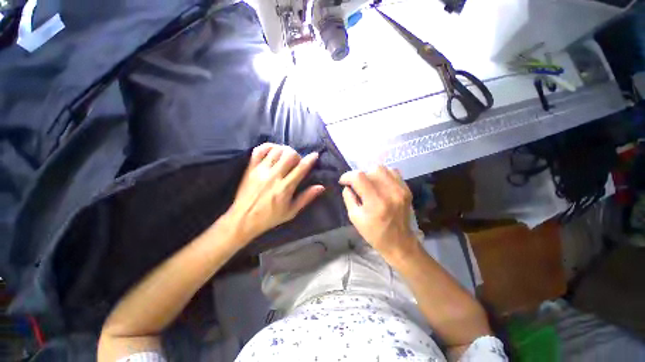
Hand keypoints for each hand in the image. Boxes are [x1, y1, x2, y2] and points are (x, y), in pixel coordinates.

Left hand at [225, 143, 324, 242]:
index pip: (301, 168)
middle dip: (297, 155)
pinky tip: (274, 151)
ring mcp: (260, 170)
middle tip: (297, 162)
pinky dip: (269, 146)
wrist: (243, 219)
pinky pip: (259, 150)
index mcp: (285, 188)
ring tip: (286, 157)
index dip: (310, 159)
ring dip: (285, 150)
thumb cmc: (270, 217)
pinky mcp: (250, 168)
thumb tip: (321, 187)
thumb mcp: (291, 211)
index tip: (315, 155)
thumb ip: (306, 198)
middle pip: (289, 155)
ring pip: (276, 150)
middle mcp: (273, 176)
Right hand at [339, 166, 417, 259]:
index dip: (348, 176)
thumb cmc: (374, 233)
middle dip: (360, 175)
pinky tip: (380, 184)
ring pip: (383, 168)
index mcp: (375, 202)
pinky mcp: (407, 190)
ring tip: (369, 184)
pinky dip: (383, 175)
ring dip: (371, 174)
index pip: (359, 177)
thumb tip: (347, 186)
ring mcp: (401, 190)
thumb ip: (349, 198)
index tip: (343, 181)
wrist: (399, 242)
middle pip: (371, 169)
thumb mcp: (355, 218)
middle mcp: (390, 193)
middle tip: (357, 185)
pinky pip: (393, 172)